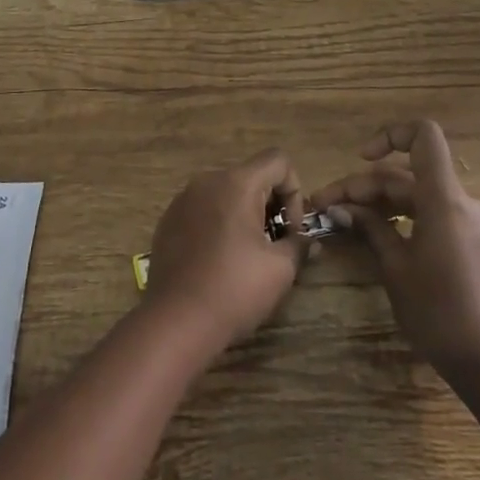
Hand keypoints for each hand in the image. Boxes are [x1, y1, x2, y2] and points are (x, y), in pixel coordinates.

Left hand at [145, 149, 307, 348]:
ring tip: (247, 256)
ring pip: (226, 193)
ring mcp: (183, 198)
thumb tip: (310, 241)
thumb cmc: (234, 289)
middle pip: (251, 176)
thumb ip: (299, 245)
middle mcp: (207, 181)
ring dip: (245, 215)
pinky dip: (219, 224)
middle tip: (274, 246)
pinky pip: (204, 208)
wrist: (176, 319)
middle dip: (270, 206)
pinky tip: (218, 261)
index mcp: (236, 183)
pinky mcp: (169, 219)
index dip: (294, 191)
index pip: (278, 160)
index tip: (290, 230)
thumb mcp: (279, 270)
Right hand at [311, 120, 479, 378]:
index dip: (390, 135)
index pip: (424, 136)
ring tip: (341, 219)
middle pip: (405, 174)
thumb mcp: (395, 266)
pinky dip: (398, 216)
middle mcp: (459, 200)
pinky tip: (372, 233)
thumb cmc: (438, 309)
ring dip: (377, 202)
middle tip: (325, 206)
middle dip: (364, 185)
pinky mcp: (465, 241)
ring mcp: (465, 221)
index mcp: (443, 198)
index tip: (361, 158)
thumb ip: (370, 227)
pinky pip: (427, 213)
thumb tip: (341, 208)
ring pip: (413, 194)